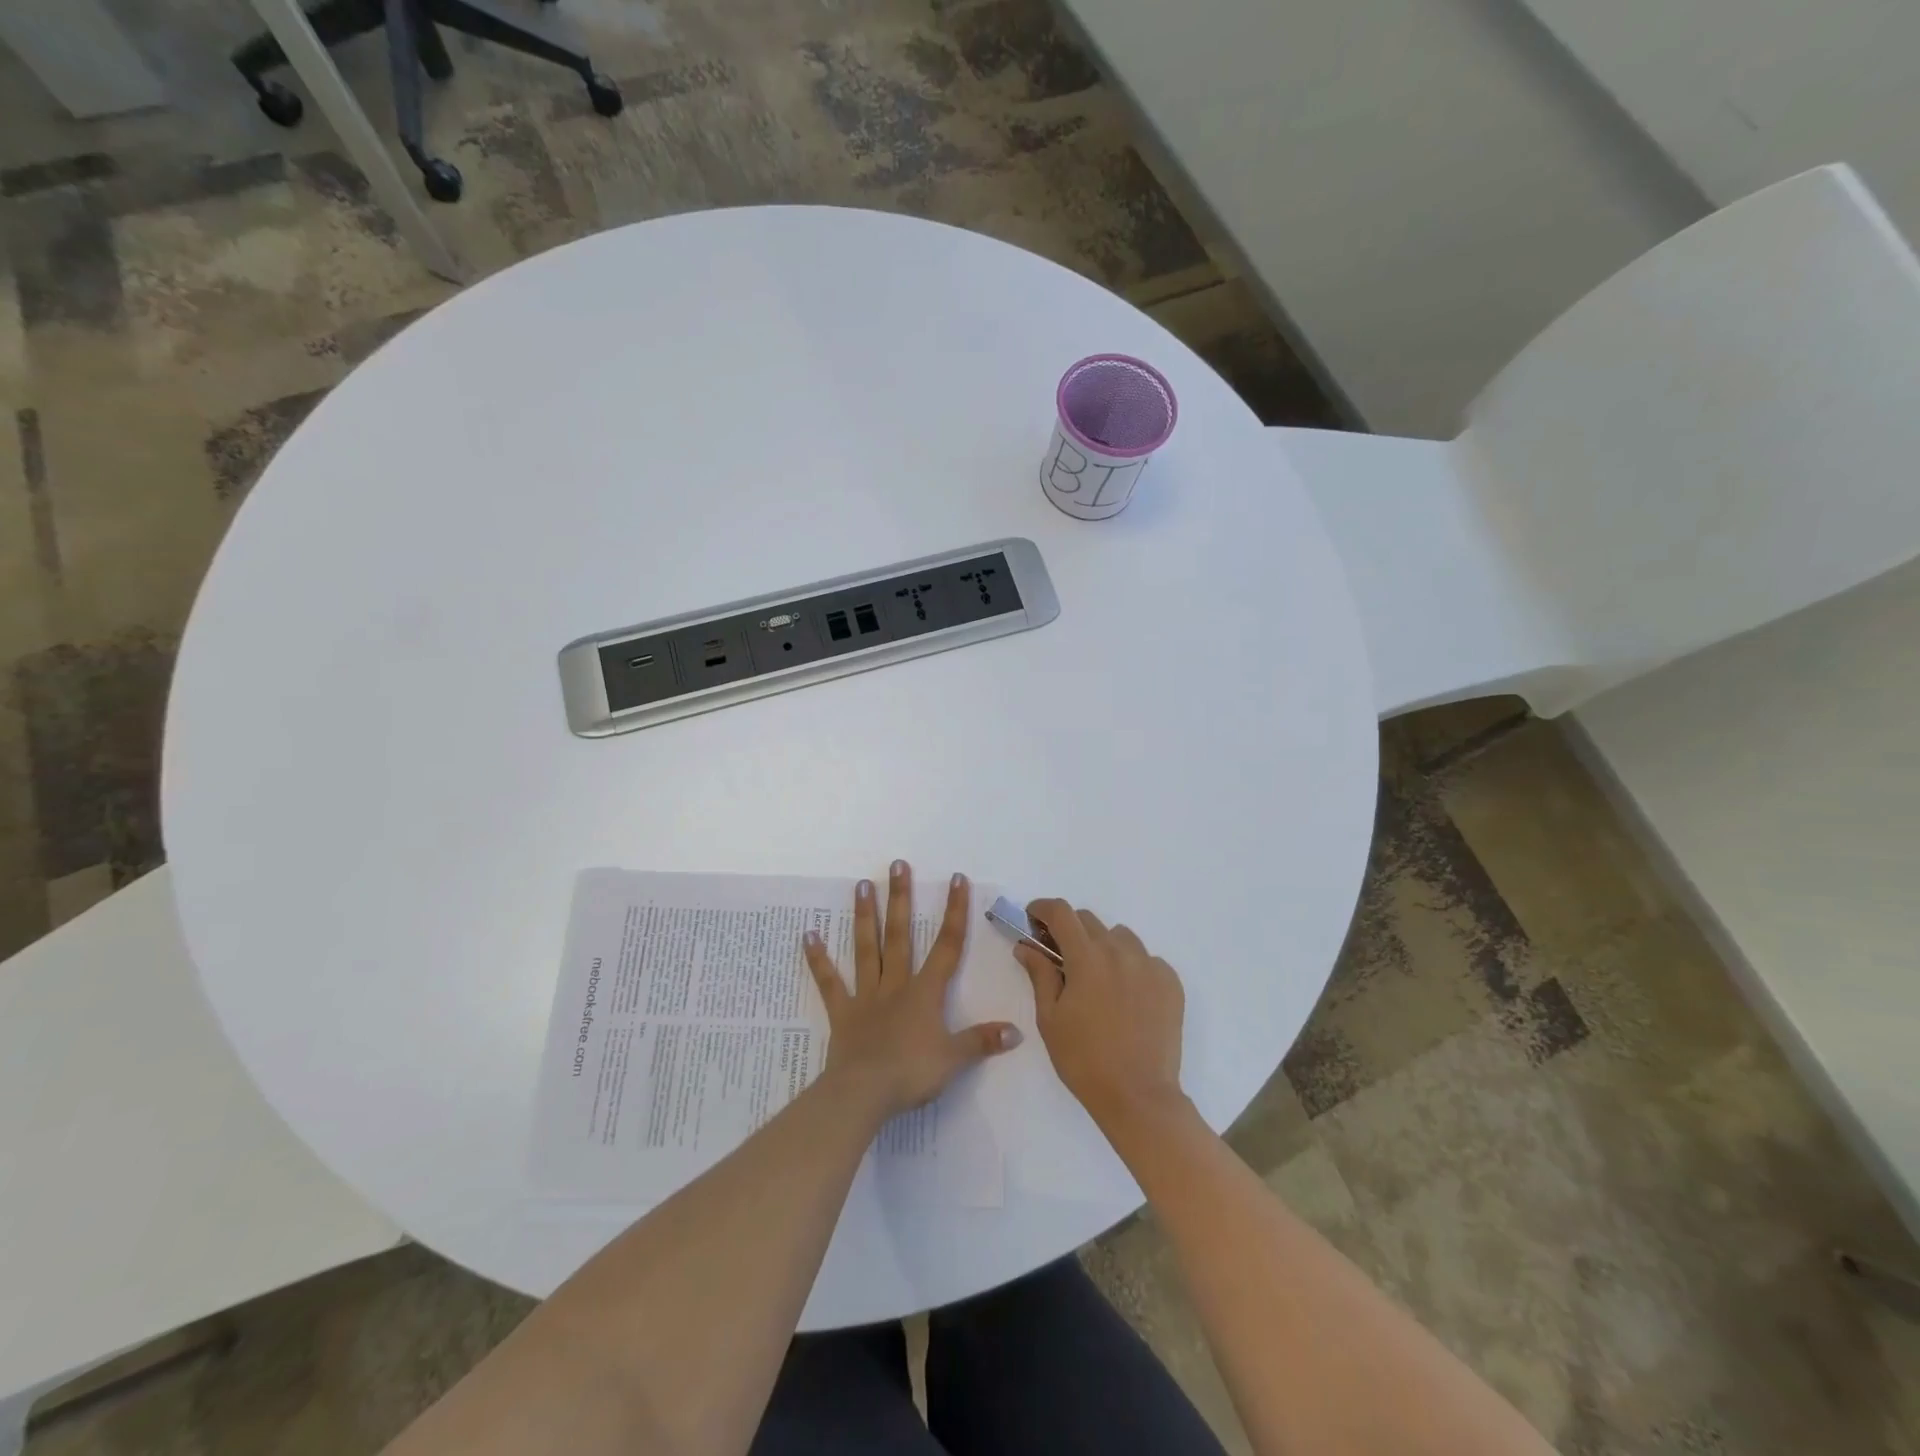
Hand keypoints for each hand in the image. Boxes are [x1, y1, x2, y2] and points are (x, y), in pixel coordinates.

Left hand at [803, 862, 1020, 1119]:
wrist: (864, 1093)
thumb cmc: (911, 1073)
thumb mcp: (954, 1059)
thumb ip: (982, 1041)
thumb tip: (1017, 1031)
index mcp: (925, 993)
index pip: (947, 945)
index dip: (954, 911)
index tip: (956, 879)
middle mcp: (896, 985)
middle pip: (900, 935)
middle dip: (901, 899)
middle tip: (896, 865)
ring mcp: (866, 996)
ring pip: (867, 949)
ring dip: (865, 917)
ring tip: (861, 885)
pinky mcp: (842, 1012)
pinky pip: (829, 982)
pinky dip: (819, 959)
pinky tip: (808, 935)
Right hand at [1016, 900, 1186, 1130]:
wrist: (1139, 1097)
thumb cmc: (1084, 1060)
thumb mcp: (1050, 1018)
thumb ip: (1039, 974)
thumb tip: (1026, 946)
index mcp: (1087, 957)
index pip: (1061, 912)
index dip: (1042, 909)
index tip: (1032, 919)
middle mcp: (1120, 951)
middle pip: (1089, 921)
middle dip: (1069, 930)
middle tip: (1060, 956)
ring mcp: (1150, 965)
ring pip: (1120, 937)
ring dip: (1102, 946)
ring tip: (1097, 978)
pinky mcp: (1171, 982)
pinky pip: (1146, 959)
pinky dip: (1130, 966)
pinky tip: (1125, 996)